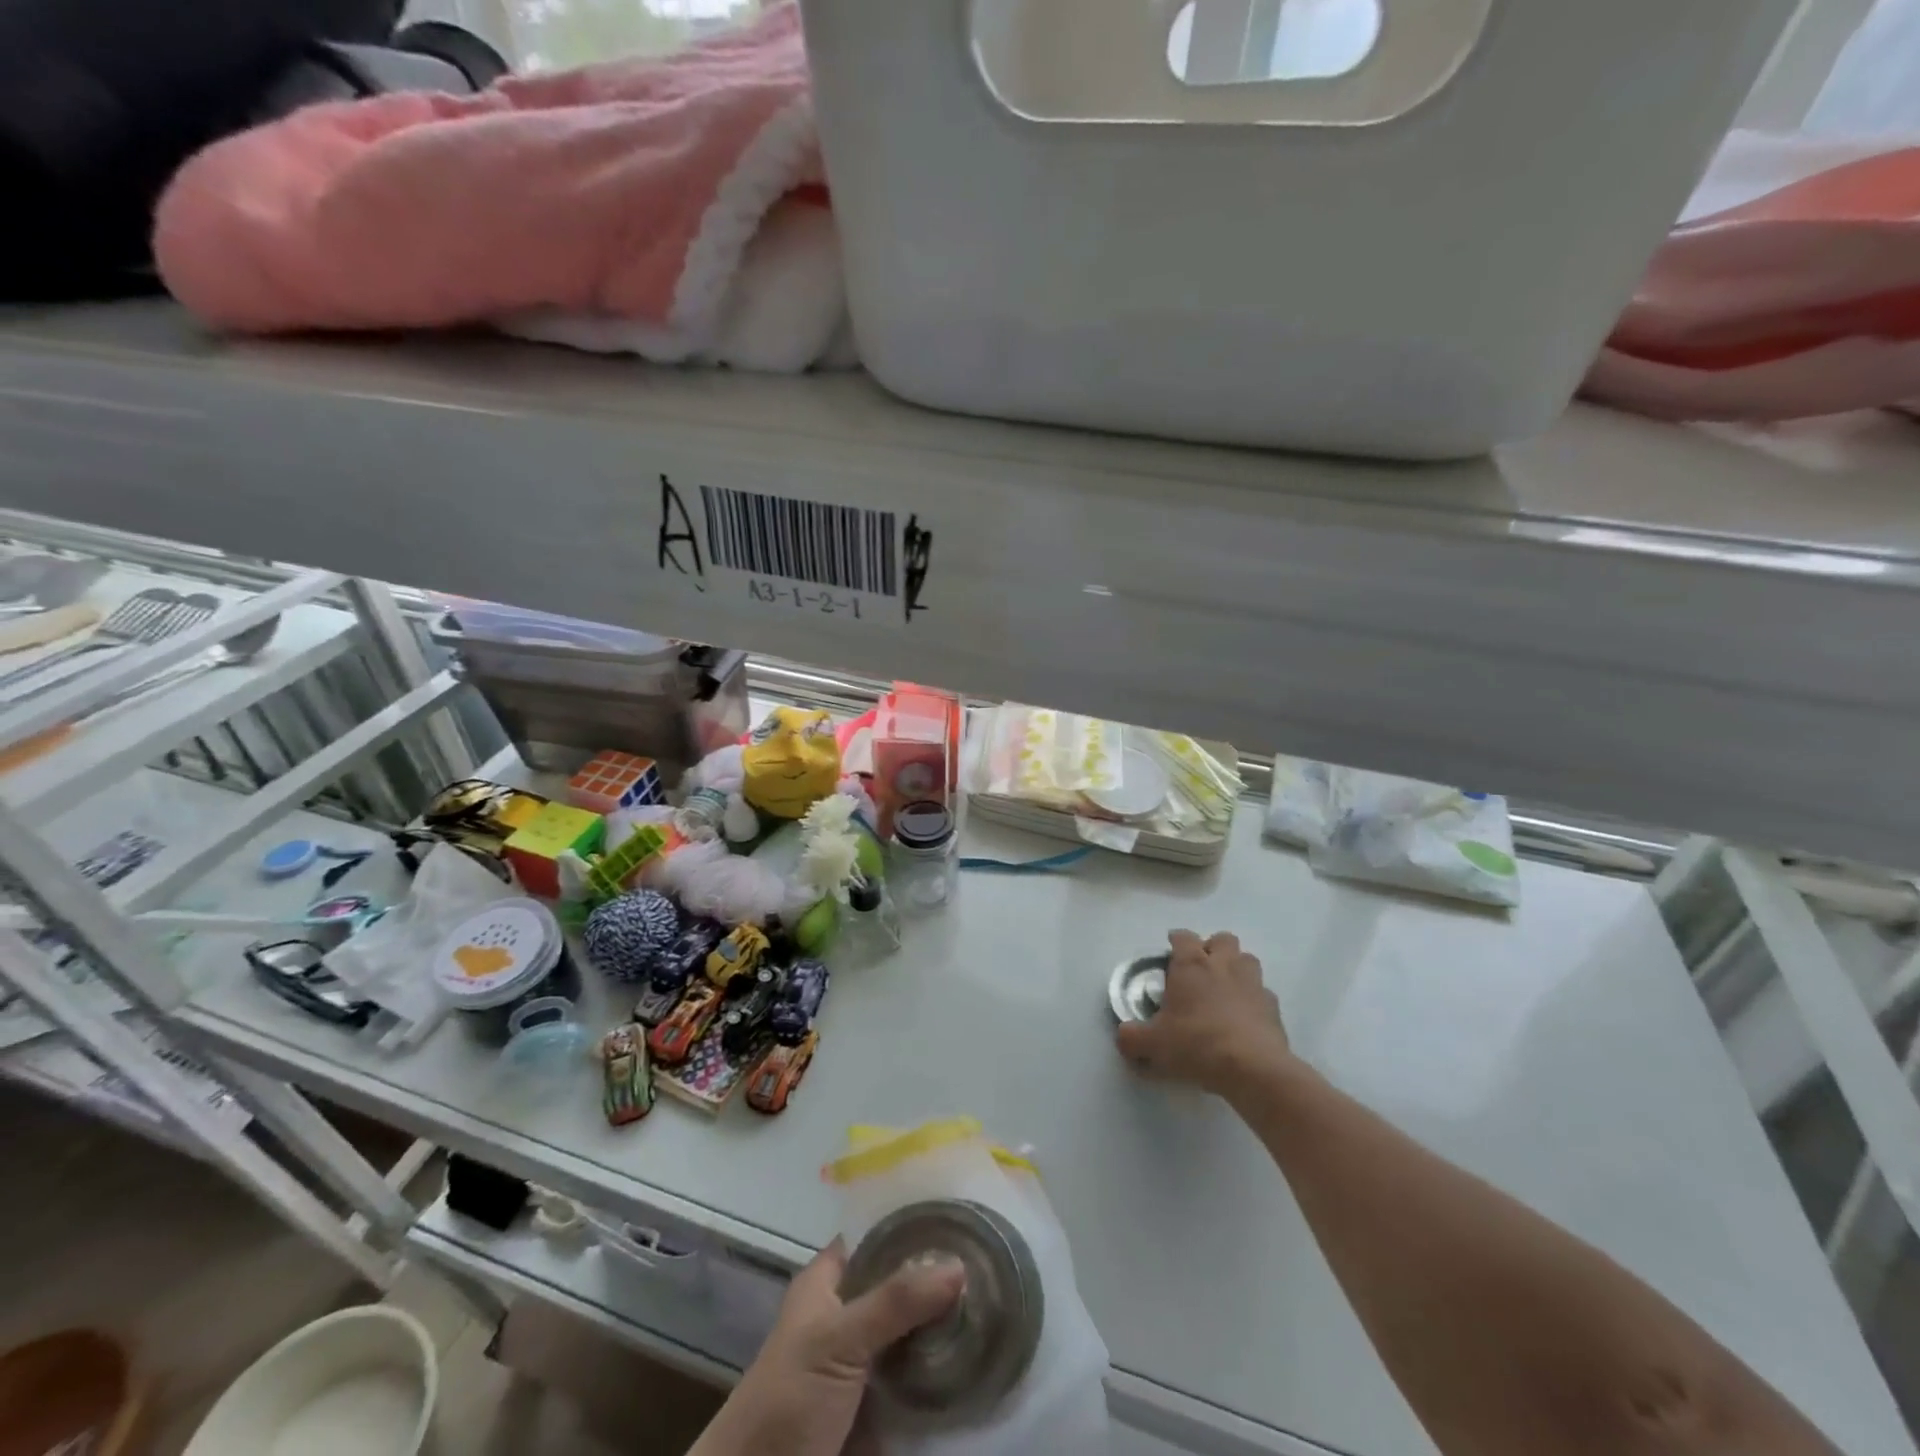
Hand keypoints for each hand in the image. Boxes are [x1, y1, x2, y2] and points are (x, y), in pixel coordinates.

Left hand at [694, 1239, 964, 1455]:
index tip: (960, 1217)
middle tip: (990, 1267)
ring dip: (948, 1330)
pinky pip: (920, 1383)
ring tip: (997, 1307)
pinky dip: (945, 1377)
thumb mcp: (837, 1339)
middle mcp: (849, 1314)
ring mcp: (865, 1363)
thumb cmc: (788, 1398)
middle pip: (902, 1286)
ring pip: (915, 1333)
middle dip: (941, 1281)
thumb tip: (959, 1265)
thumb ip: (895, 1301)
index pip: (876, 1235)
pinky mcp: (880, 1410)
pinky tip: (982, 1359)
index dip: (913, 1224)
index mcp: (829, 1282)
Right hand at [1115, 930, 1291, 1097]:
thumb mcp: (1152, 1044)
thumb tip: (1122, 1035)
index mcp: (1191, 965)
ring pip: (1247, 959)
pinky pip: (1263, 993)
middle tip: (1200, 969)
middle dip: (1212, 948)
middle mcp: (1224, 965)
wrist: (1252, 1068)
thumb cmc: (1196, 1044)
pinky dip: (1253, 999)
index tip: (1170, 950)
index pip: (1183, 936)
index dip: (1175, 940)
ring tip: (1225, 989)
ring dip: (1236, 968)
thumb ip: (1131, 1037)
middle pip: (1222, 939)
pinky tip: (1245, 1018)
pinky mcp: (1274, 1007)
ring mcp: (1253, 983)